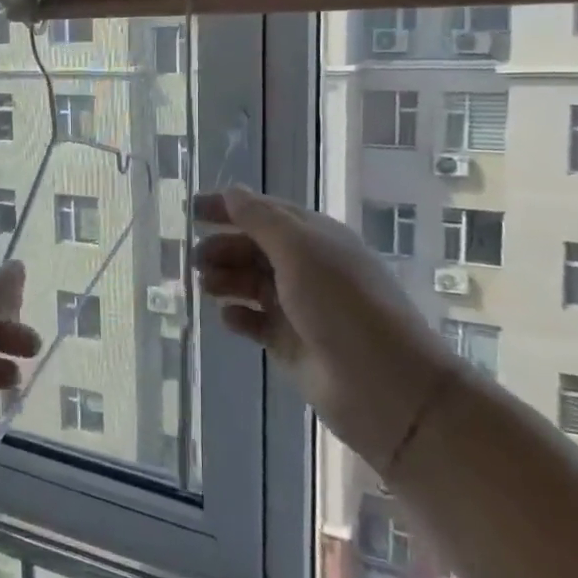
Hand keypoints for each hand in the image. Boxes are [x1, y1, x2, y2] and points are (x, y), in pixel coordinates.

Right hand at [193, 186, 450, 470]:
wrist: (385, 385)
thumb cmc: (343, 306)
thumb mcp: (301, 251)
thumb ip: (262, 220)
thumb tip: (231, 192)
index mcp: (314, 238)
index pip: (265, 213)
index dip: (228, 208)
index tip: (191, 210)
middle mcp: (305, 267)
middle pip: (253, 248)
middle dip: (222, 247)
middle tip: (195, 260)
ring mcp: (297, 306)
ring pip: (250, 283)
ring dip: (225, 279)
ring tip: (205, 287)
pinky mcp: (289, 342)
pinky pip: (254, 321)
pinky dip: (237, 316)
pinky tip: (227, 318)